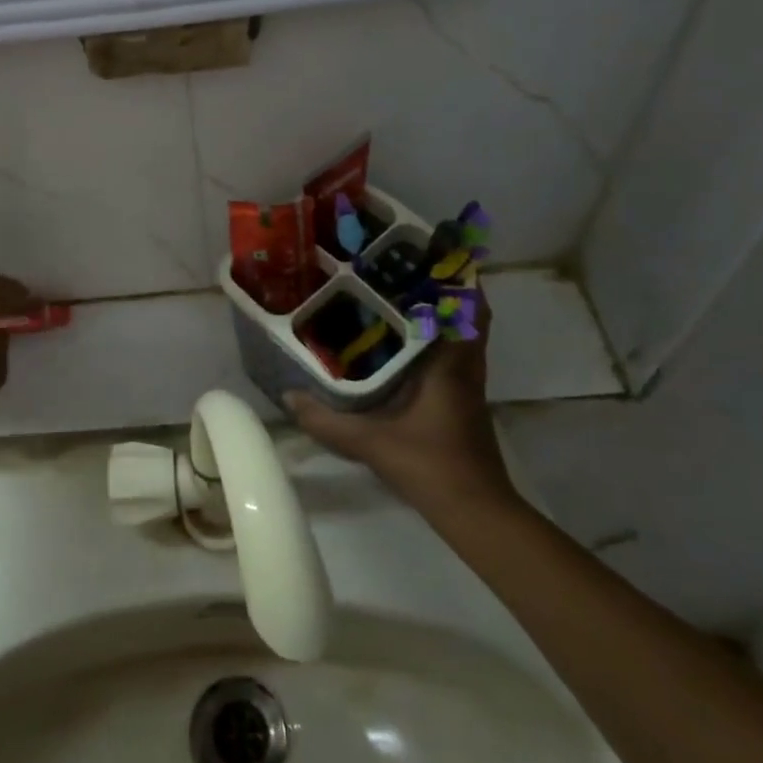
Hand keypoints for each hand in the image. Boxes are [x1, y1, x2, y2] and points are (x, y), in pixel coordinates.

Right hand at [284, 291, 518, 517]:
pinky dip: (438, 341)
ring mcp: (467, 386)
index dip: (460, 277)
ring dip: (444, 314)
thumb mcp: (370, 441)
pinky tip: (404, 345)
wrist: (474, 511)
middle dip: (447, 288)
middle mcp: (464, 367)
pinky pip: (454, 356)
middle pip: (469, 316)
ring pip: (462, 336)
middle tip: (406, 268)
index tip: (437, 251)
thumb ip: (327, 420)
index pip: (468, 308)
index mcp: (450, 364)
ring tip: (401, 296)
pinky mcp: (463, 403)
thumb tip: (288, 397)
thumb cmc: (430, 463)